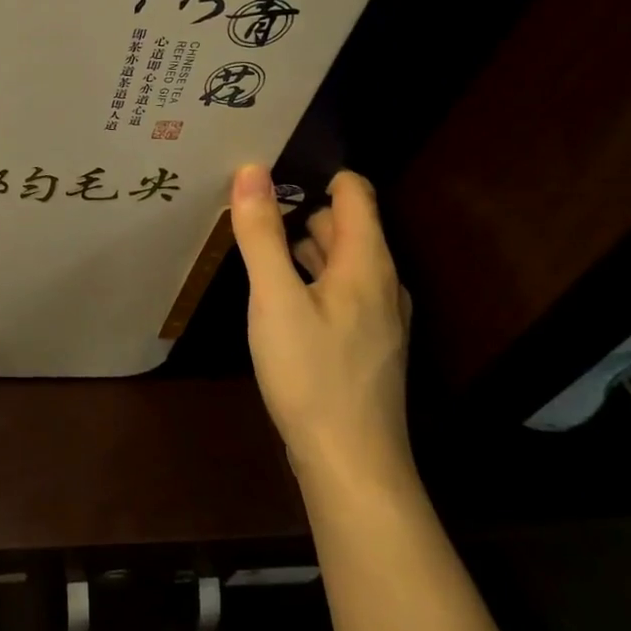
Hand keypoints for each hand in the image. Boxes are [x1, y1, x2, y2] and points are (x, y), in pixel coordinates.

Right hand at [230, 165, 415, 500]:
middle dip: (301, 208)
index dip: (318, 173)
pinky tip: (277, 295)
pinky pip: (338, 291)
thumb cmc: (311, 374)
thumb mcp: (275, 299)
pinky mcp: (364, 344)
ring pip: (340, 261)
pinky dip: (309, 278)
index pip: (355, 193)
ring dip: (303, 245)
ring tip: (256, 241)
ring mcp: (377, 317)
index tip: (271, 168)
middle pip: (346, 225)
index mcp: (368, 263)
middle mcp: (382, 283)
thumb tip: (251, 171)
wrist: (351, 462)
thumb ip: (262, 233)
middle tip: (249, 204)